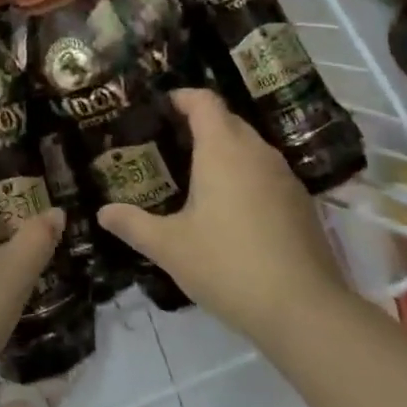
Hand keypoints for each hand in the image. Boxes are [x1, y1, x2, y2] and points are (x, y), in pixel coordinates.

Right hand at [97, 88, 346, 344]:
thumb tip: (102, 212)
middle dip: (198, 124)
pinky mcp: (301, 203)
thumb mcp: (170, 247)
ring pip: (249, 147)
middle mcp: (257, 152)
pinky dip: (244, 176)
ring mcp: (285, 177)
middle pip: (227, 120)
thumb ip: (133, 224)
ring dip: (223, 151)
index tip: (159, 108)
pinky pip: (266, 173)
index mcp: (223, 149)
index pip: (204, 101)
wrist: (303, 309)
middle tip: (167, 145)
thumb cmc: (227, 265)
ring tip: (194, 176)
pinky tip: (230, 210)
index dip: (181, 97)